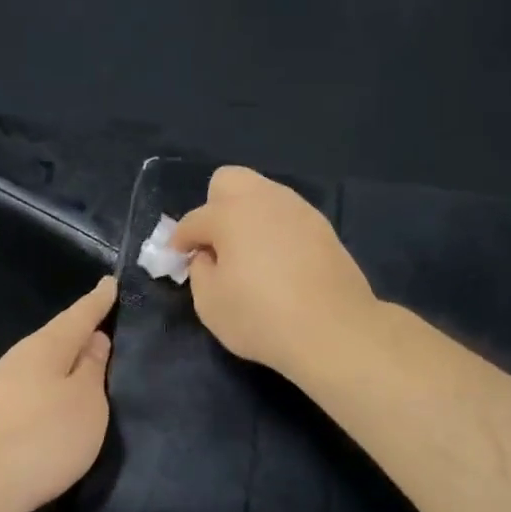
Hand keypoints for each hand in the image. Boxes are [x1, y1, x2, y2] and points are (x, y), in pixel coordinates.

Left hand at [0, 277, 115, 511]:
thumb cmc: (43, 438)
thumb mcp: (86, 402)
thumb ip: (93, 368)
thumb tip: (94, 339)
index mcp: (46, 346)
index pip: (79, 314)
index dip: (99, 300)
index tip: (112, 282)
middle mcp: (20, 358)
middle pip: (58, 338)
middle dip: (82, 332)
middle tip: (109, 328)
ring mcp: (0, 386)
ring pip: (43, 365)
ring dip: (66, 363)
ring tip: (90, 367)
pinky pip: (32, 388)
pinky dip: (51, 387)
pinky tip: (59, 401)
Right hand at [171, 167, 377, 379]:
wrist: (333, 331)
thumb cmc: (261, 317)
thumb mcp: (210, 303)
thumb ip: (200, 271)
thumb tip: (207, 256)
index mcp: (230, 214)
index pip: (194, 220)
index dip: (180, 240)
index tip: (177, 258)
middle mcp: (265, 200)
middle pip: (229, 181)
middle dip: (214, 207)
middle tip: (215, 244)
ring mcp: (299, 210)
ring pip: (263, 195)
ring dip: (247, 216)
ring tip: (247, 254)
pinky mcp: (323, 228)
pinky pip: (287, 217)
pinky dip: (274, 230)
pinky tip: (277, 262)